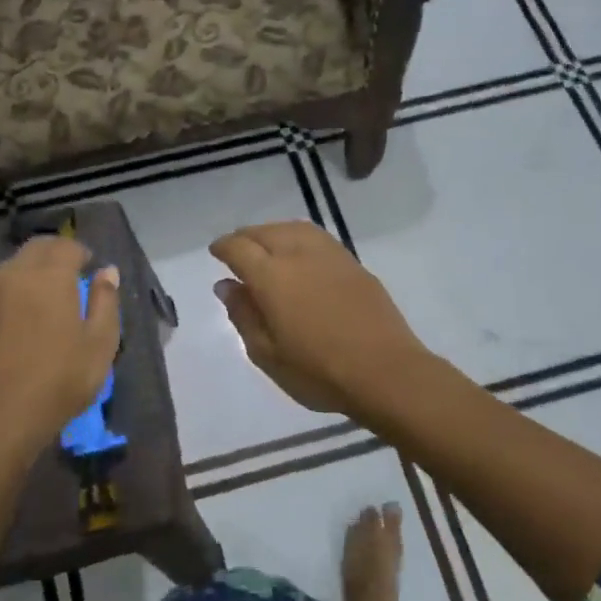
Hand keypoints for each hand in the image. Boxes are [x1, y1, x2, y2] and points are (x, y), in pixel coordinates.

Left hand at [0, 237, 120, 467]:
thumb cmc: (59, 382)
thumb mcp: (100, 344)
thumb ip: (106, 301)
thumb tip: (107, 271)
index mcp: (49, 277)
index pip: (66, 246)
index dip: (82, 253)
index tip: (91, 269)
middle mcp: (14, 274)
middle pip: (36, 248)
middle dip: (56, 254)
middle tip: (72, 277)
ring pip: (13, 265)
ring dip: (33, 270)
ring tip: (47, 297)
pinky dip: (14, 289)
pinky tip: (22, 316)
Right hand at [209, 221, 433, 419]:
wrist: (385, 372)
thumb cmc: (318, 371)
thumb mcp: (267, 353)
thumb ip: (243, 315)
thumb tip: (227, 285)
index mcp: (272, 276)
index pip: (239, 248)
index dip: (224, 247)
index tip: (216, 252)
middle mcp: (299, 255)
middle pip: (266, 231)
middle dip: (246, 237)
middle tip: (237, 249)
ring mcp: (331, 256)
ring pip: (294, 228)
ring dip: (273, 232)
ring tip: (266, 246)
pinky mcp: (354, 264)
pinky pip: (318, 238)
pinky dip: (298, 237)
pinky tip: (300, 255)